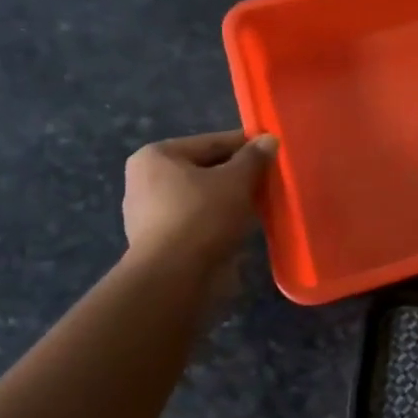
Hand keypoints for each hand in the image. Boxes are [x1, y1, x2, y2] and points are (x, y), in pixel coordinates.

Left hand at [122, 130, 275, 261]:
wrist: (175, 278)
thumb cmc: (203, 217)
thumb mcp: (237, 181)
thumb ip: (254, 158)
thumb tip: (269, 139)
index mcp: (156, 156)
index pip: (211, 142)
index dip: (245, 146)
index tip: (272, 152)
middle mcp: (145, 181)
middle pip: (205, 170)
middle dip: (237, 175)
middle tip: (270, 180)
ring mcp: (149, 215)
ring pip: (202, 198)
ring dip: (230, 200)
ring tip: (262, 204)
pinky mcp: (159, 243)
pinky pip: (197, 222)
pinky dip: (219, 222)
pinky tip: (242, 227)